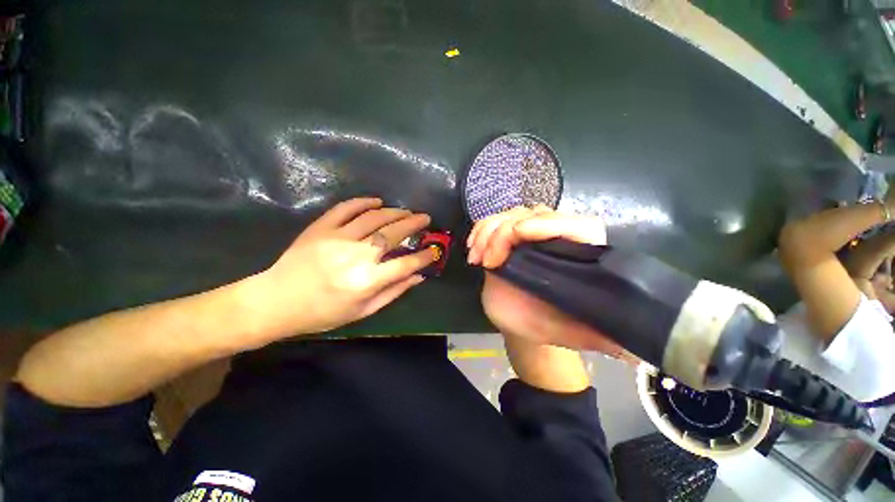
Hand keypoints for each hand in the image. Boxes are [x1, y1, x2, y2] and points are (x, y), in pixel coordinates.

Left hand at [248, 198, 434, 341]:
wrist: (277, 302)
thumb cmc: (323, 313)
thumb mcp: (363, 310)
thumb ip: (394, 292)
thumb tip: (418, 276)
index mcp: (366, 281)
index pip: (405, 264)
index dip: (423, 256)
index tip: (433, 251)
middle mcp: (355, 256)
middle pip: (393, 234)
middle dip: (414, 224)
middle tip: (425, 218)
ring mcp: (337, 238)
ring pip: (374, 218)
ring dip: (394, 212)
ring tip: (406, 211)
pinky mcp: (320, 228)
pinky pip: (345, 208)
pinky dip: (363, 202)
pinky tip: (377, 201)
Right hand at [468, 206, 633, 358]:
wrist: (522, 320)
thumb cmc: (549, 325)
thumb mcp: (575, 333)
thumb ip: (603, 338)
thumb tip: (635, 351)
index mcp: (581, 256)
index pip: (578, 225)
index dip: (549, 224)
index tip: (518, 235)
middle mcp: (557, 238)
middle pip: (536, 214)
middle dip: (506, 232)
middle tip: (489, 260)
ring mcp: (530, 234)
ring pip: (511, 214)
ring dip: (488, 231)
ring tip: (478, 258)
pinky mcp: (507, 237)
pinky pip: (493, 221)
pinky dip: (479, 230)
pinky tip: (472, 251)